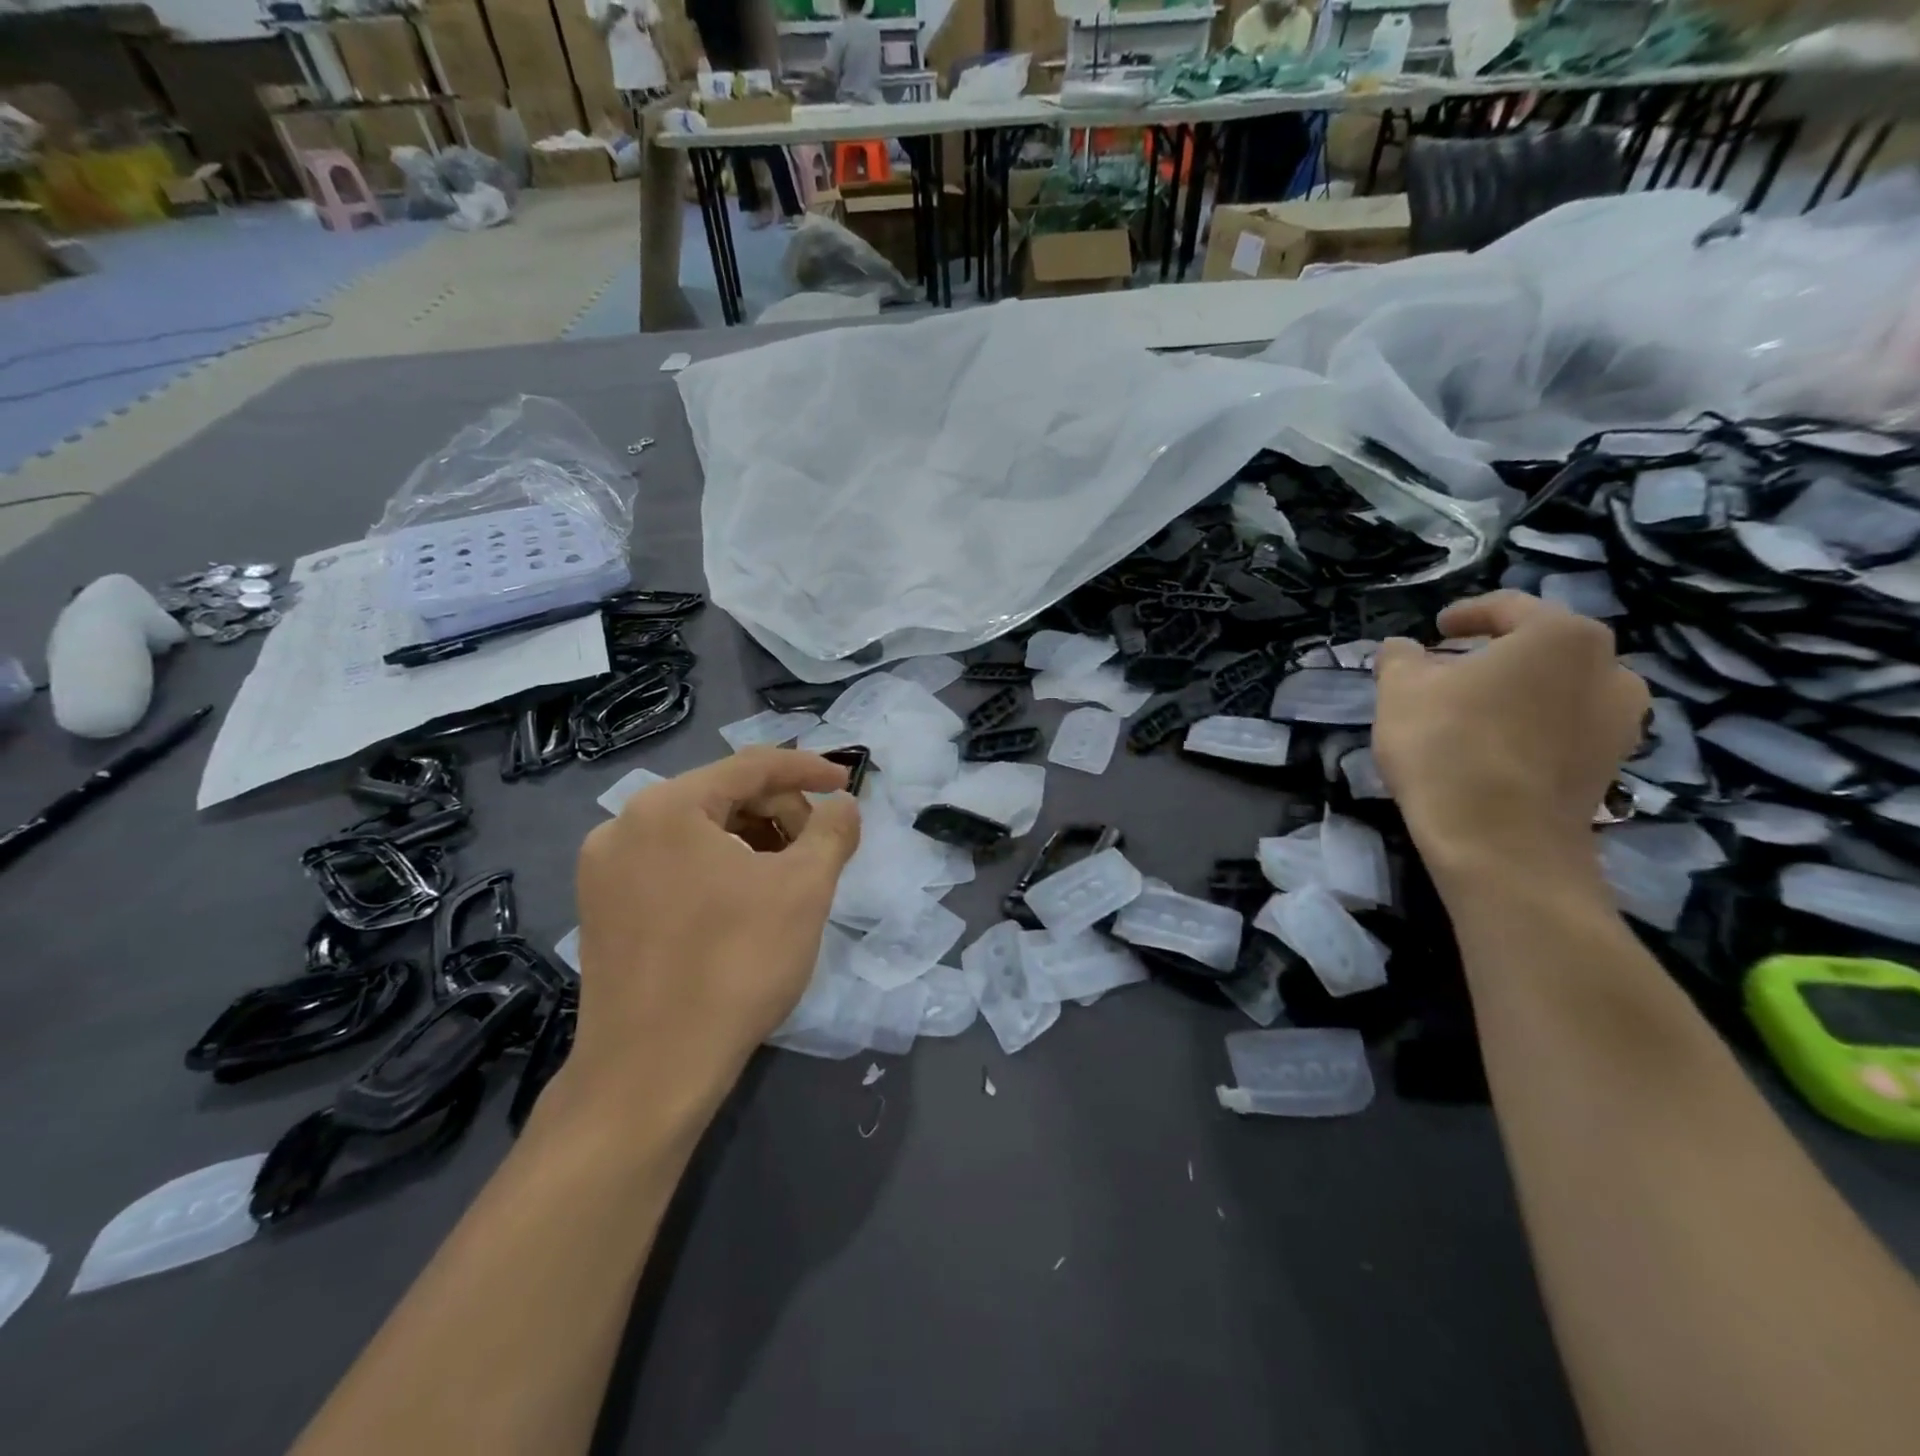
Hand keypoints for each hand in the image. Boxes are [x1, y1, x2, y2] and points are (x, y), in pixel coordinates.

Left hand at [568, 748, 860, 1113]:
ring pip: (697, 833)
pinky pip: (672, 866)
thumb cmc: (735, 965)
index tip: (848, 784)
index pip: (751, 766)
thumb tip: (842, 805)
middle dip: (780, 814)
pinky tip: (745, 904)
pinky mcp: (601, 910)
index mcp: (666, 807)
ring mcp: (604, 870)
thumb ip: (832, 831)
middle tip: (819, 850)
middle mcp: (623, 825)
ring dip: (751, 843)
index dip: (808, 770)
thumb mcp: (804, 889)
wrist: (651, 1072)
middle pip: (722, 796)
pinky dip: (717, 870)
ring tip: (787, 880)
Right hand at [1373, 591, 1648, 883]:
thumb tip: (1403, 649)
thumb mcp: (1400, 689)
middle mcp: (1609, 667)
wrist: (1499, 841)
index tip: (1434, 629)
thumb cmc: (1448, 745)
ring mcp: (1620, 720)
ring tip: (1470, 710)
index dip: (1464, 615)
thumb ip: (1400, 657)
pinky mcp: (1612, 765)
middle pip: (1540, 647)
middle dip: (1493, 654)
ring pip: (1556, 689)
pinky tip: (1493, 746)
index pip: (1507, 608)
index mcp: (1560, 634)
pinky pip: (1565, 728)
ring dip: (1516, 691)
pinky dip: (1531, 726)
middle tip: (1447, 670)